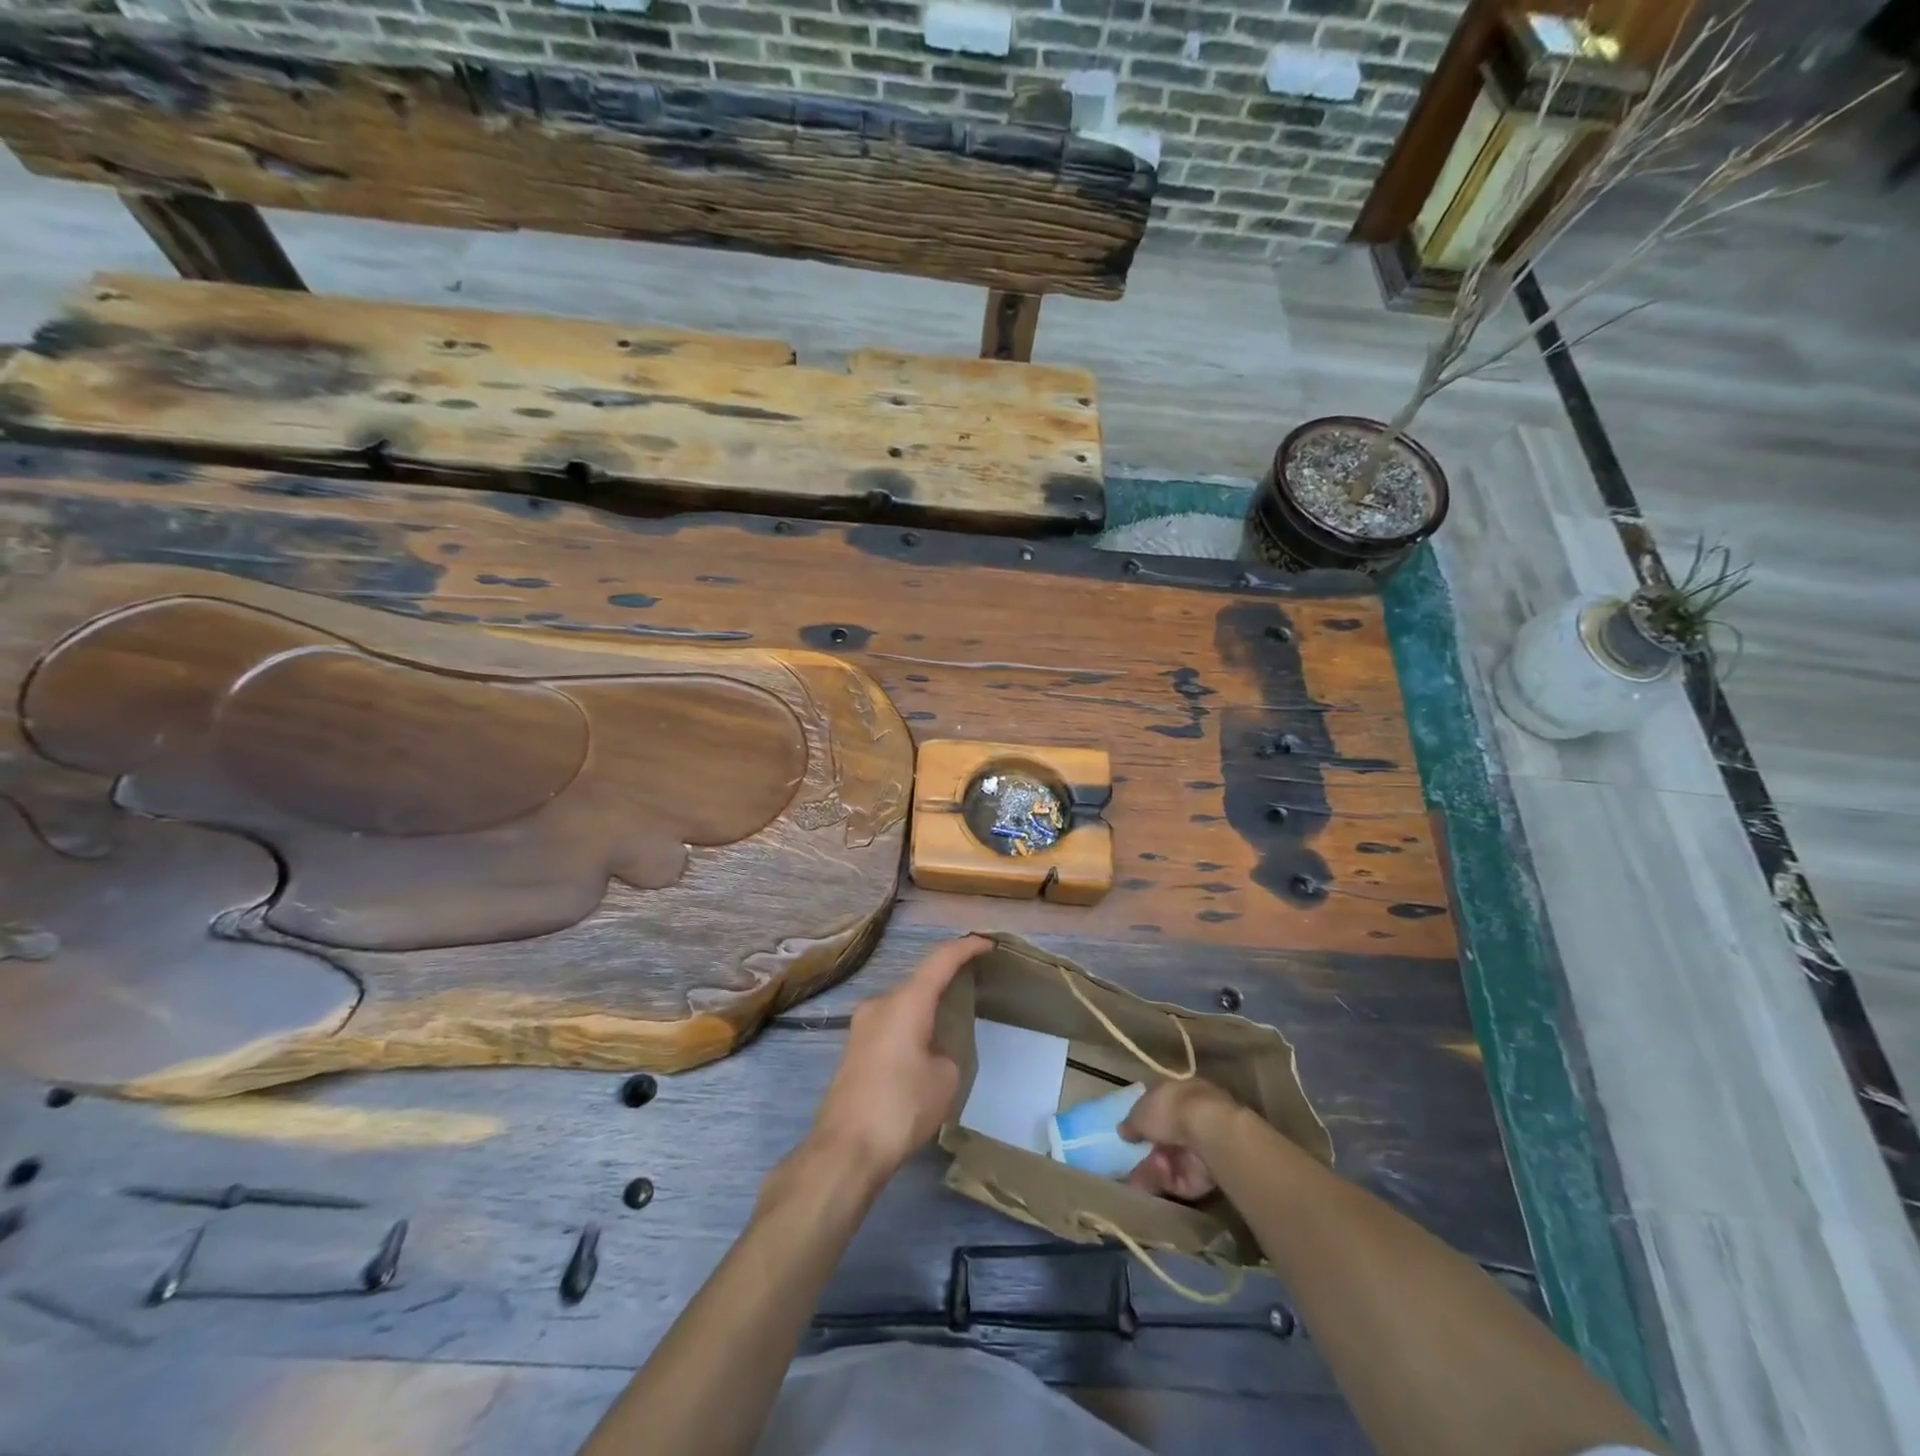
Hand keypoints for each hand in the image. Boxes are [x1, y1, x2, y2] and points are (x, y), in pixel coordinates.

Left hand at [806, 934, 992, 1184]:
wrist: (846, 1149)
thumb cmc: (902, 1106)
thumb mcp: (945, 1078)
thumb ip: (947, 1051)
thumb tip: (932, 1051)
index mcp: (906, 1002)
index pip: (941, 960)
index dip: (966, 947)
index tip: (987, 944)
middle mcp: (880, 1004)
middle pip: (920, 983)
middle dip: (945, 985)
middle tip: (972, 992)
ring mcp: (861, 1027)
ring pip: (903, 1007)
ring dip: (926, 1011)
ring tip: (949, 1029)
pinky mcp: (853, 1050)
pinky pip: (890, 1027)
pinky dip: (910, 1030)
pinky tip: (921, 1055)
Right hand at [1119, 1078, 1243, 1200]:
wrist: (1208, 1132)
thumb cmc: (1170, 1110)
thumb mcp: (1140, 1111)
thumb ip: (1131, 1123)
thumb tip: (1122, 1131)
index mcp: (1180, 1094)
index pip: (1160, 1108)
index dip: (1144, 1122)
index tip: (1129, 1135)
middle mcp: (1193, 1118)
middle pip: (1166, 1139)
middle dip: (1147, 1152)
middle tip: (1128, 1164)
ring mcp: (1202, 1147)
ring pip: (1172, 1162)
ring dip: (1152, 1170)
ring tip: (1135, 1179)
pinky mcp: (1207, 1174)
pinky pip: (1180, 1180)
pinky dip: (1165, 1182)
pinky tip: (1151, 1182)